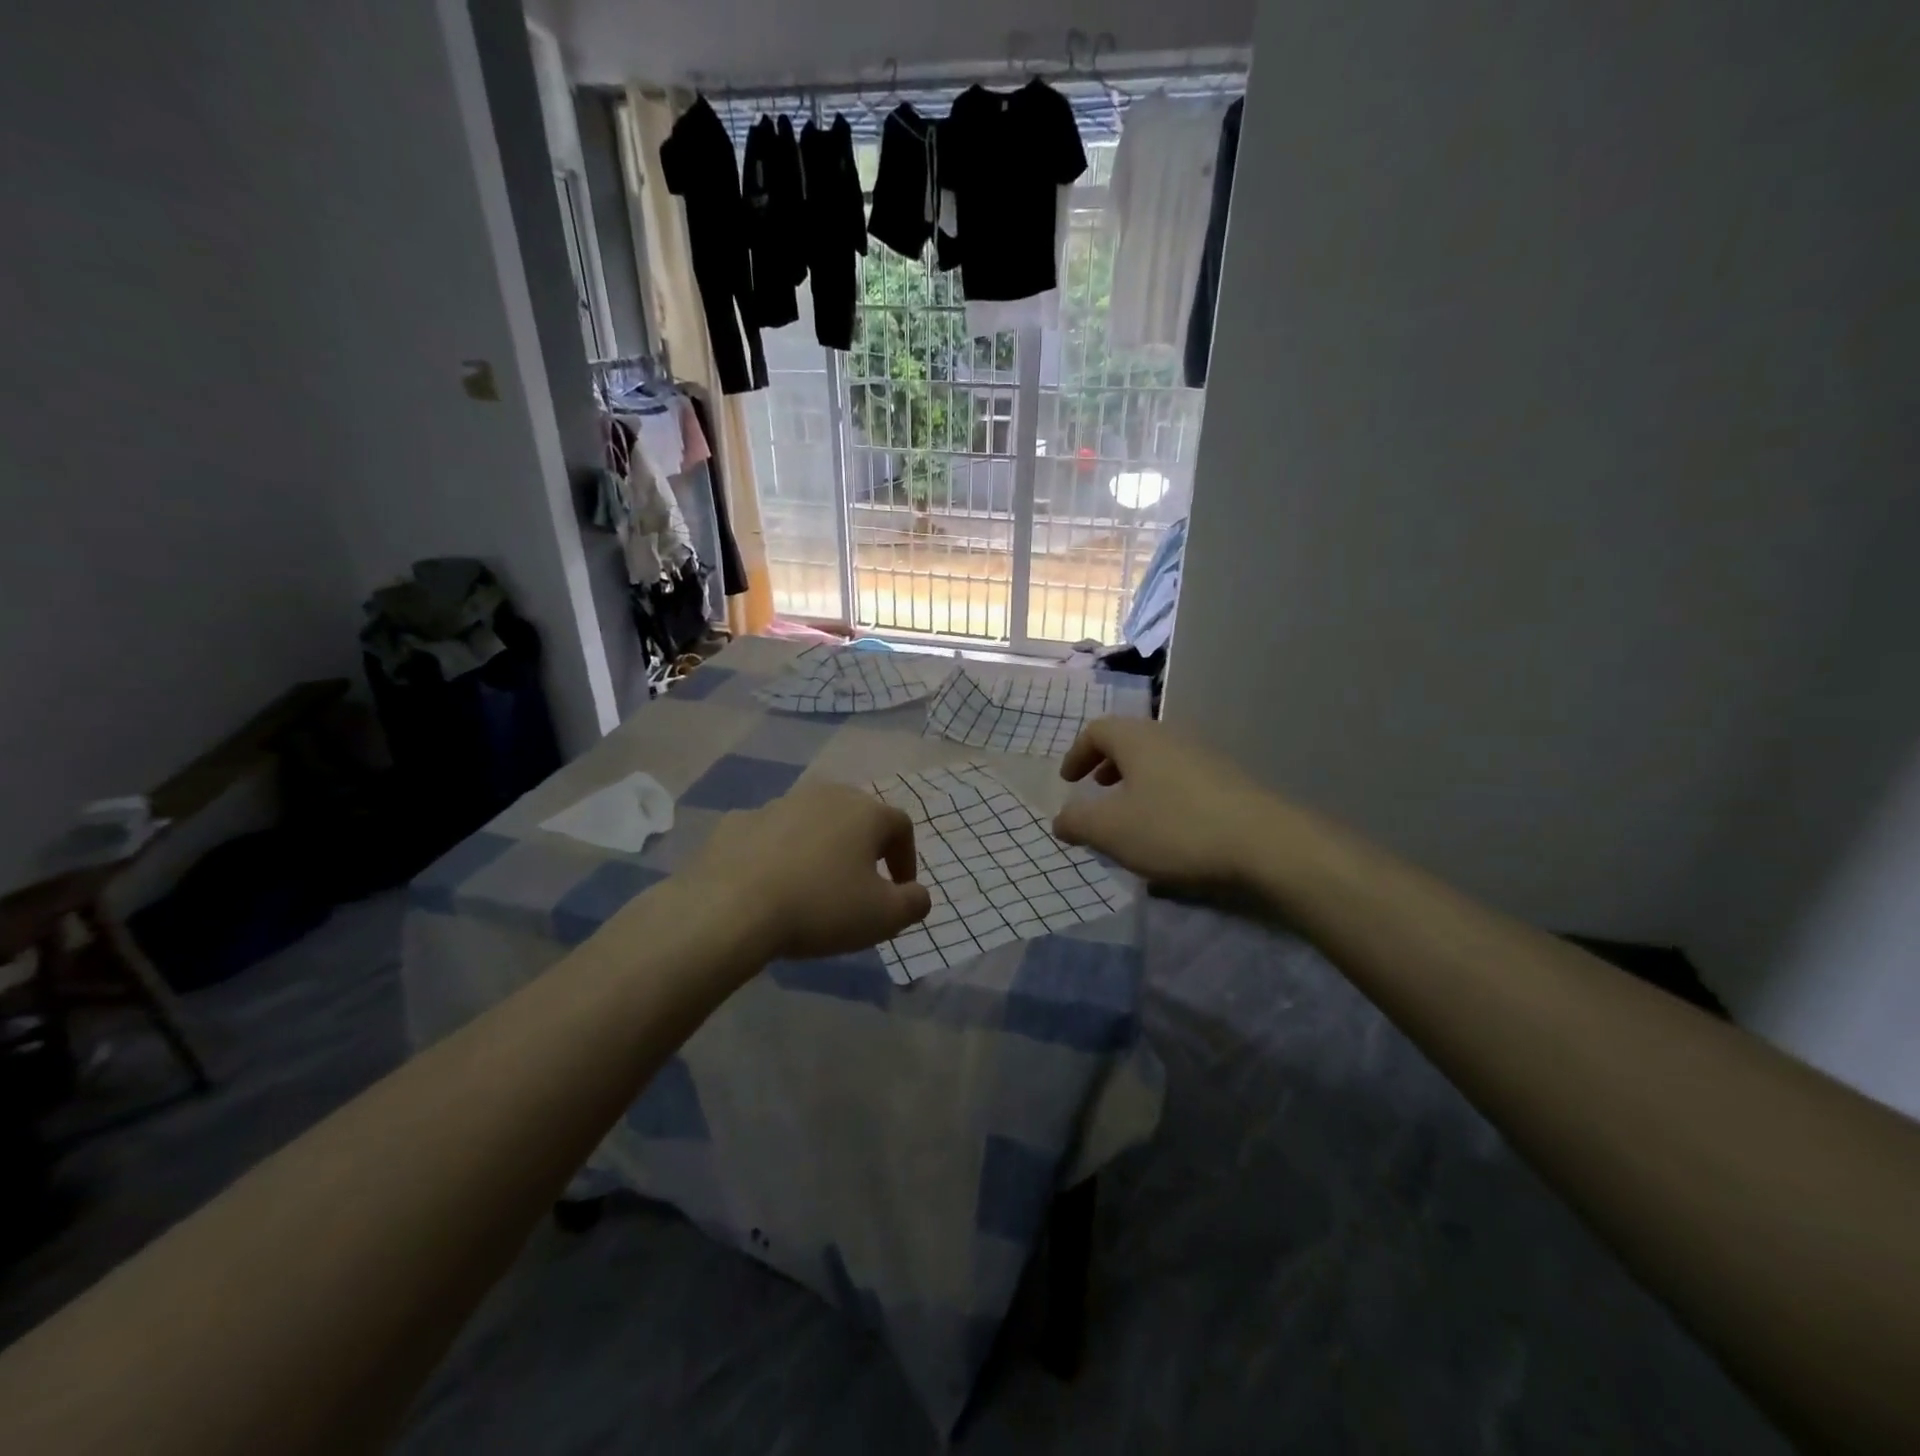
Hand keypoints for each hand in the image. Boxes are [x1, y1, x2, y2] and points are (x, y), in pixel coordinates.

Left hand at [683, 781, 932, 960]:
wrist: (731, 908)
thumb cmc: (820, 907)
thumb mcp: (883, 917)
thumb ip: (914, 903)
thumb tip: (918, 894)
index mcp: (865, 812)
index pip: (901, 826)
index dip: (906, 859)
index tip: (900, 891)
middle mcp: (825, 795)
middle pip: (856, 816)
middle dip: (864, 848)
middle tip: (860, 884)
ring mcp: (778, 804)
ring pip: (812, 822)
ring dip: (821, 848)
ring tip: (814, 886)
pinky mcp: (738, 821)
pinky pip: (770, 835)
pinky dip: (779, 853)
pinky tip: (771, 883)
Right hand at [1054, 718, 1276, 892]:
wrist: (1265, 843)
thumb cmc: (1175, 828)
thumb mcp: (1111, 830)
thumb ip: (1077, 821)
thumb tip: (1061, 819)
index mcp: (1137, 739)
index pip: (1097, 730)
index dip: (1077, 754)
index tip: (1068, 781)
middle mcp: (1171, 737)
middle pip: (1130, 741)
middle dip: (1107, 765)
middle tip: (1096, 790)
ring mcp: (1205, 757)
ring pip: (1158, 761)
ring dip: (1136, 782)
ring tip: (1130, 814)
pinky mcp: (1229, 781)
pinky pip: (1182, 779)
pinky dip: (1162, 795)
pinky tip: (1168, 830)